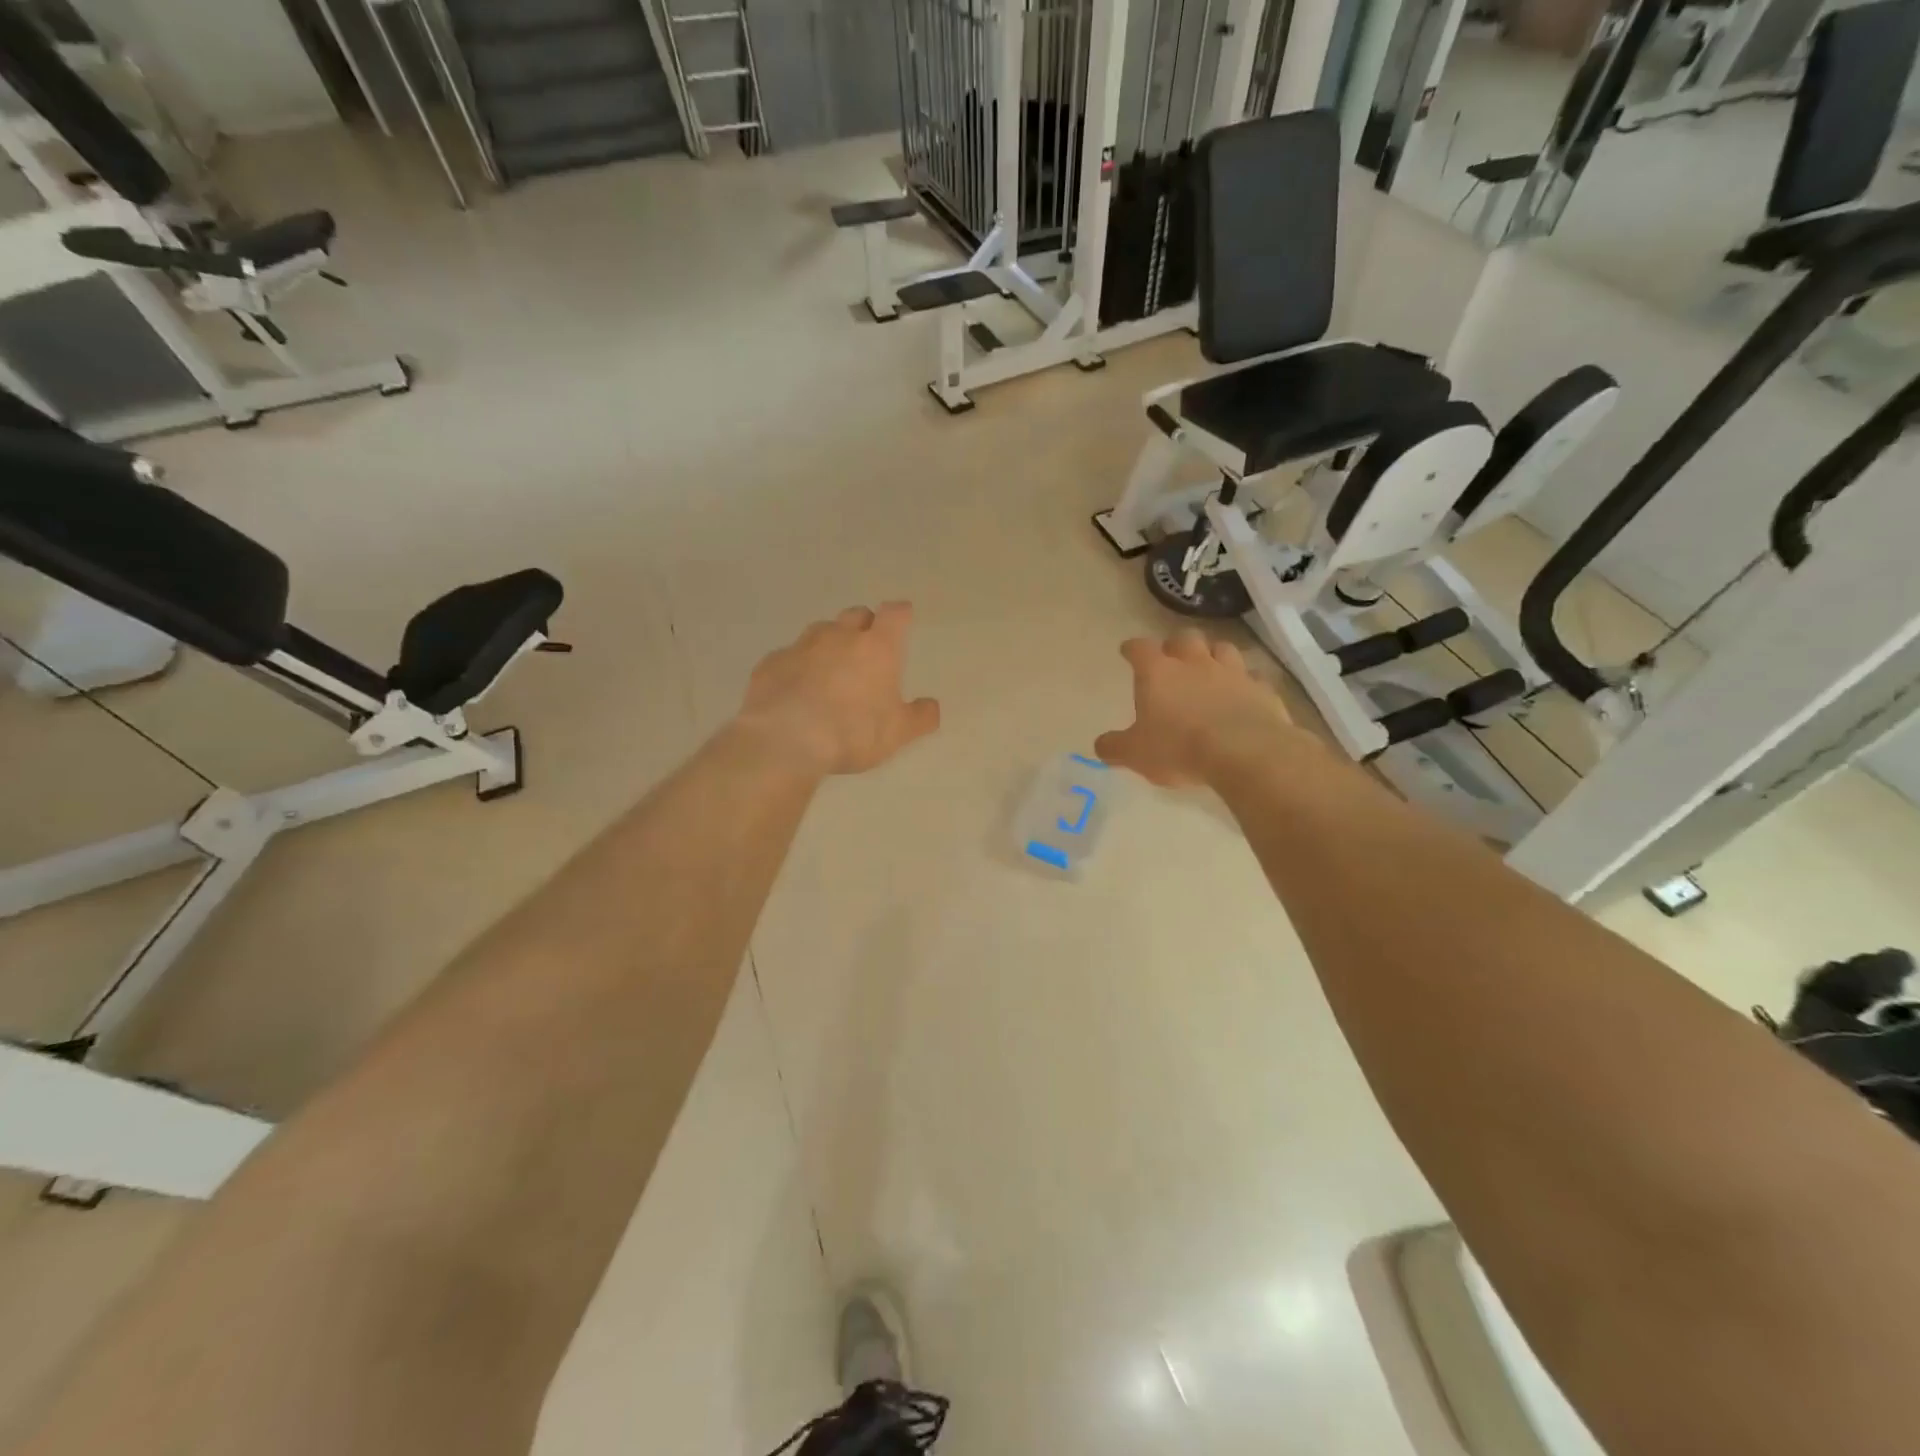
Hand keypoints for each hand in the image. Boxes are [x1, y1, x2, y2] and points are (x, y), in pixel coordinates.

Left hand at [738, 603, 940, 775]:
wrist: (785, 739)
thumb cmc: (853, 731)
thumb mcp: (898, 733)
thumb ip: (920, 717)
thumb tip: (931, 706)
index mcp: (877, 648)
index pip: (894, 614)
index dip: (900, 614)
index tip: (903, 617)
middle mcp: (839, 636)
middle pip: (856, 615)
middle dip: (864, 625)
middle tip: (867, 648)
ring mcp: (801, 646)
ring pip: (820, 631)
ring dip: (829, 643)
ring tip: (830, 670)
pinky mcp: (770, 663)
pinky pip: (789, 656)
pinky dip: (797, 666)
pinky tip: (796, 689)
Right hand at [1095, 631, 1296, 786]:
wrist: (1244, 752)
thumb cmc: (1179, 748)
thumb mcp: (1135, 754)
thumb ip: (1115, 747)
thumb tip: (1101, 745)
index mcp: (1158, 672)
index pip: (1139, 648)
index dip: (1132, 648)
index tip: (1128, 651)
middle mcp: (1194, 663)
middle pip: (1184, 638)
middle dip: (1176, 645)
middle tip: (1172, 659)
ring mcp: (1232, 672)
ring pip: (1222, 648)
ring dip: (1214, 655)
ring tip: (1210, 669)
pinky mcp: (1262, 689)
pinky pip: (1253, 677)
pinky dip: (1246, 682)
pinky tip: (1243, 694)